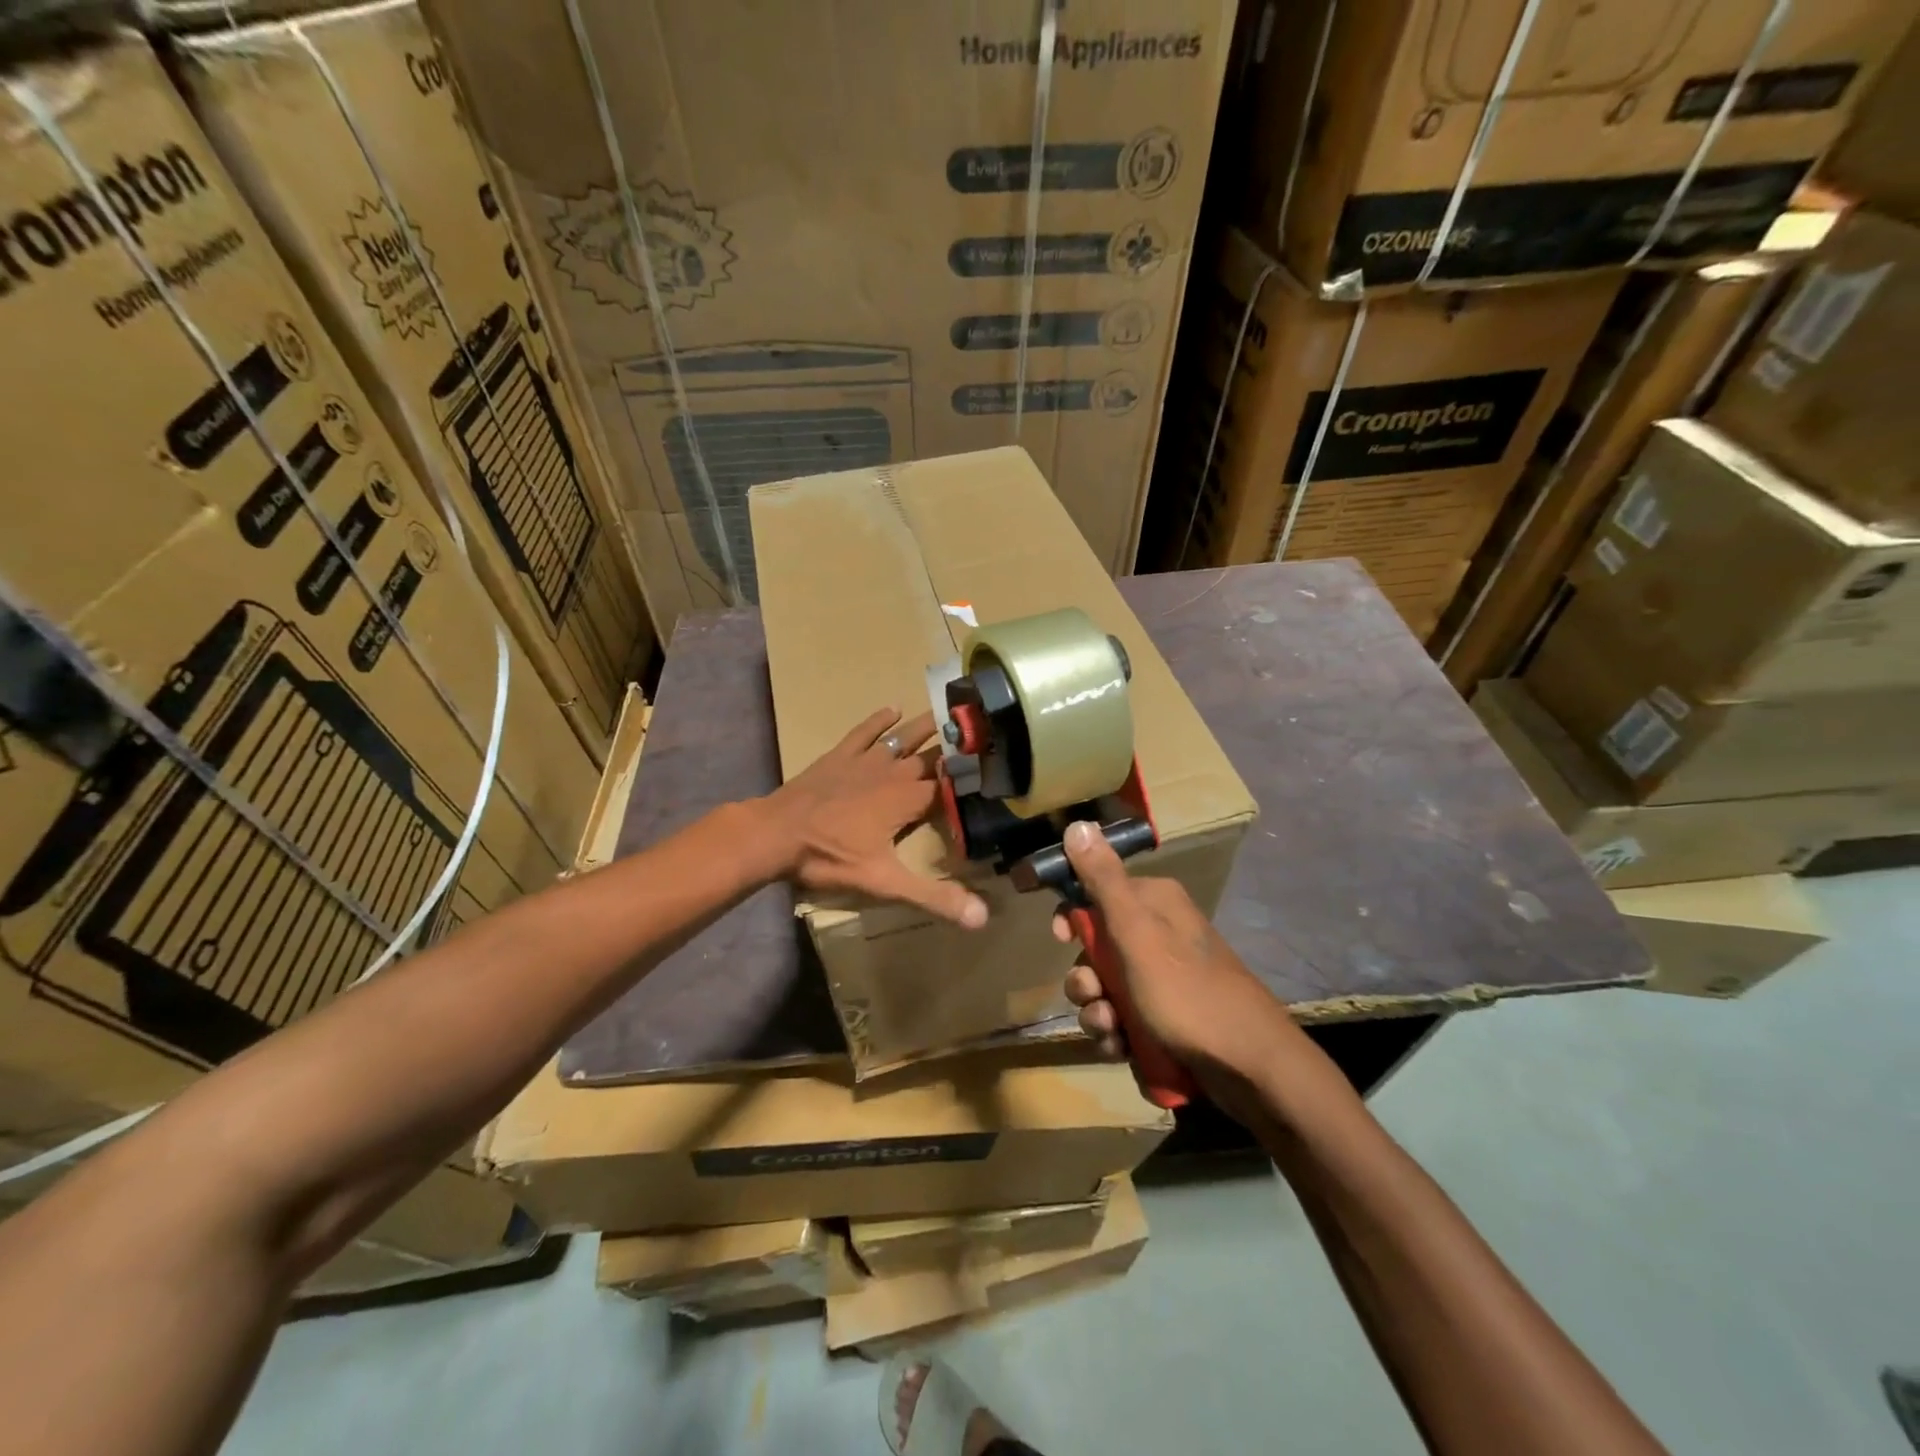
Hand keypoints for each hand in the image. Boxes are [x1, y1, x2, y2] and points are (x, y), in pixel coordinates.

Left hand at [759, 707, 987, 928]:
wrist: (776, 834)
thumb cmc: (831, 857)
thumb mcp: (885, 883)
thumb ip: (934, 897)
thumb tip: (983, 918)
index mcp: (908, 799)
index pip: (951, 786)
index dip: (972, 780)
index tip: (994, 769)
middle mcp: (893, 773)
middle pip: (931, 758)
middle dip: (955, 749)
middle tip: (980, 735)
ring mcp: (865, 760)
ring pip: (903, 739)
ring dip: (925, 727)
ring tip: (947, 712)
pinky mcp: (840, 756)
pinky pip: (865, 732)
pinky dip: (879, 720)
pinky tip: (892, 708)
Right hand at [1052, 821, 1293, 1089]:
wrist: (1249, 1068)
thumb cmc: (1187, 992)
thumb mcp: (1137, 932)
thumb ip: (1103, 880)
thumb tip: (1078, 824)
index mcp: (1154, 903)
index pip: (1096, 893)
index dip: (1072, 918)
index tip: (1059, 939)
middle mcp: (1158, 934)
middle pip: (1095, 948)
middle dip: (1085, 979)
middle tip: (1095, 995)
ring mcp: (1162, 979)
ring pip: (1104, 989)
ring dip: (1097, 1013)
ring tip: (1113, 1031)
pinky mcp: (1165, 1018)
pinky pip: (1122, 1020)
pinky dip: (1116, 1035)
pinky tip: (1124, 1049)